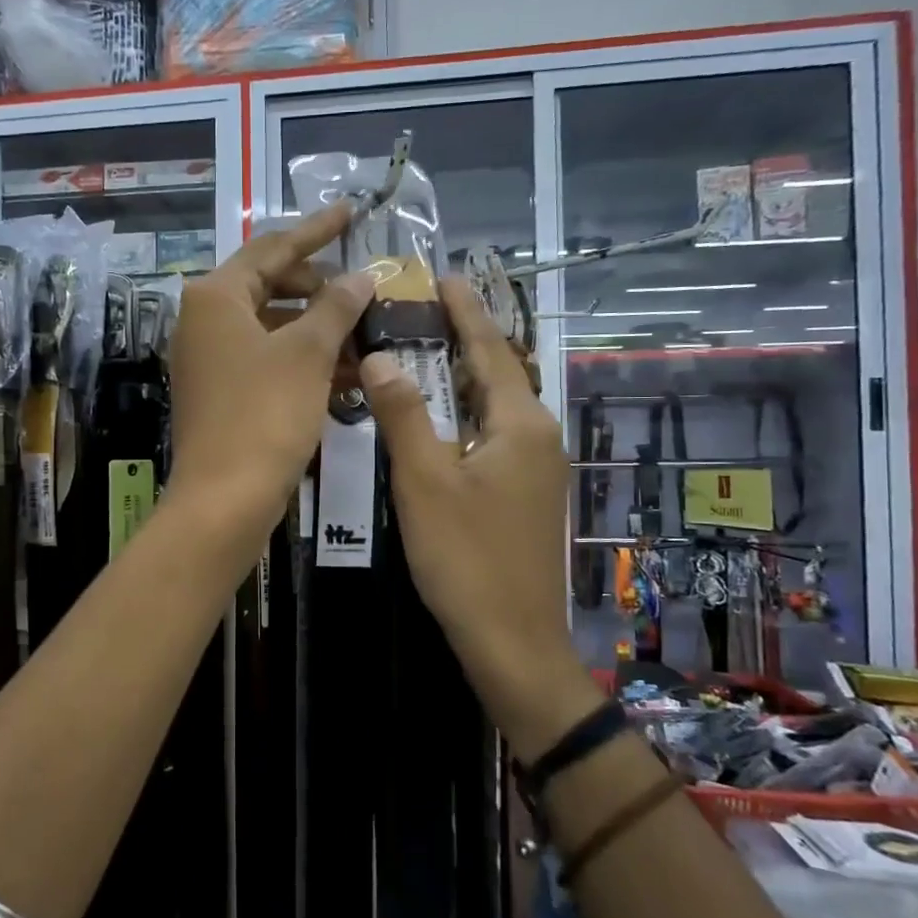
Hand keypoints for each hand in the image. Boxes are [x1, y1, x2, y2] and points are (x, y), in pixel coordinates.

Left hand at [168, 203, 373, 537]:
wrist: (224, 501)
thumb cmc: (264, 416)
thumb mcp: (308, 354)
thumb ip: (336, 307)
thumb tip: (359, 276)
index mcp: (216, 296)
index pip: (274, 247)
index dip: (317, 229)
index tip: (351, 210)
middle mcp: (205, 321)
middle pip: (270, 285)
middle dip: (320, 286)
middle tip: (363, 290)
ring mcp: (210, 360)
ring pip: (273, 327)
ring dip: (318, 328)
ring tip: (366, 334)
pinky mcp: (221, 394)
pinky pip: (268, 361)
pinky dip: (304, 361)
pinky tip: (346, 374)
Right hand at [359, 280, 591, 750]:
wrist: (513, 641)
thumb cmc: (467, 558)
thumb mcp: (424, 482)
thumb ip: (403, 415)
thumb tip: (380, 357)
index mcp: (520, 423)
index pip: (491, 348)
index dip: (465, 311)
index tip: (443, 276)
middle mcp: (538, 437)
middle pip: (497, 374)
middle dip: (461, 340)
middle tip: (417, 312)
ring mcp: (536, 469)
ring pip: (494, 408)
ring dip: (460, 379)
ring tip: (420, 354)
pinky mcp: (525, 495)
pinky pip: (493, 436)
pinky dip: (463, 416)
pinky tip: (436, 421)